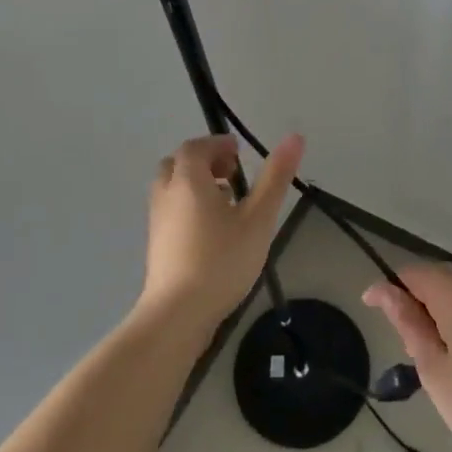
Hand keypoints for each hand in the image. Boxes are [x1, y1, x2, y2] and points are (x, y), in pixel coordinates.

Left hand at [140, 133, 302, 331]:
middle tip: (232, 173)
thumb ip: (275, 178)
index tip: (240, 152)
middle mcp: (167, 194)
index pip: (196, 147)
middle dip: (204, 161)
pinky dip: (188, 204)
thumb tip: (294, 137)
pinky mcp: (156, 244)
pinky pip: (171, 209)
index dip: (217, 144)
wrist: (177, 314)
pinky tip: (212, 229)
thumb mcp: (258, 218)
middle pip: (178, 163)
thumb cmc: (221, 260)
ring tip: (226, 200)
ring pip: (172, 187)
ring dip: (195, 183)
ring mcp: (157, 221)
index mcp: (188, 181)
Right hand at [364, 264, 451, 451]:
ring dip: (437, 310)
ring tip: (430, 355)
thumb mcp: (434, 369)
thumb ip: (409, 324)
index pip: (414, 273)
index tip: (369, 309)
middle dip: (414, 298)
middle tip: (403, 341)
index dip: (389, 287)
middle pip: (438, 277)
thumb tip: (384, 291)